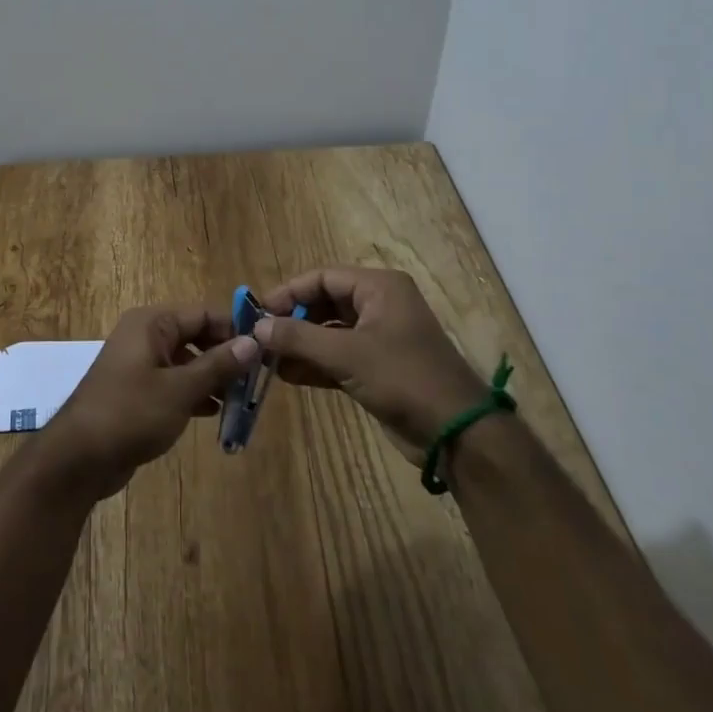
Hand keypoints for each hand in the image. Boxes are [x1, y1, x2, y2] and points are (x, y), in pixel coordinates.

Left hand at [40, 306, 258, 500]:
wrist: (79, 457)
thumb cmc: (131, 413)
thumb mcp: (180, 389)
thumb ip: (218, 365)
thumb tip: (253, 342)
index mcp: (151, 323)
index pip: (202, 313)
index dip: (234, 328)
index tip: (266, 349)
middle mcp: (145, 336)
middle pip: (195, 335)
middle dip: (225, 356)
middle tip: (256, 379)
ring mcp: (139, 364)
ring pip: (186, 361)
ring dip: (212, 377)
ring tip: (241, 399)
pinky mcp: (137, 391)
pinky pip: (174, 382)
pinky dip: (194, 393)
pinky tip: (215, 412)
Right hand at [256, 268, 487, 464]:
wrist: (457, 433)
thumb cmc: (403, 377)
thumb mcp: (346, 353)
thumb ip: (298, 337)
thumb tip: (256, 327)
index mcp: (379, 287)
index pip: (322, 277)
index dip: (288, 292)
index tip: (257, 312)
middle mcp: (379, 305)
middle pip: (324, 303)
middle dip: (292, 320)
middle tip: (259, 338)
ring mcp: (379, 338)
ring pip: (328, 332)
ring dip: (300, 345)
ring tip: (267, 360)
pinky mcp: (377, 367)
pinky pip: (337, 356)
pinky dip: (314, 364)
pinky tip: (286, 376)